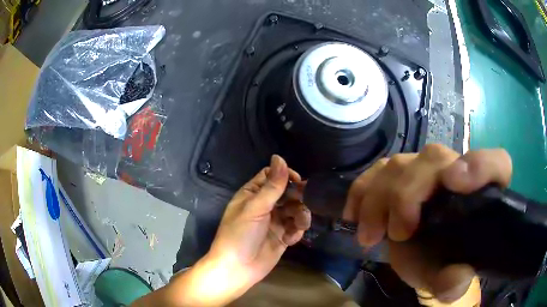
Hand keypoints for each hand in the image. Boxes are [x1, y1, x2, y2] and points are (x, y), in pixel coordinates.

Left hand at [204, 155, 310, 302]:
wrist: (237, 269)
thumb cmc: (239, 235)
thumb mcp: (255, 208)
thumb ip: (272, 186)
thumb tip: (279, 157)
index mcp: (252, 195)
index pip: (271, 176)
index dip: (285, 175)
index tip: (298, 180)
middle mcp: (265, 206)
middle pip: (287, 193)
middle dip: (297, 197)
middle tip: (303, 202)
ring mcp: (275, 222)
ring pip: (295, 210)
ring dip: (300, 215)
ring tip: (299, 223)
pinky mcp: (283, 237)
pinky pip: (296, 228)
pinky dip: (297, 231)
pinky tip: (291, 239)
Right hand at [344, 144, 511, 302]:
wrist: (420, 255)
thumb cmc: (441, 262)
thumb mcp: (446, 277)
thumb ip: (453, 282)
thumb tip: (456, 281)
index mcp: (481, 193)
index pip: (497, 163)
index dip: (479, 165)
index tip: (453, 182)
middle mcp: (455, 171)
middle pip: (434, 159)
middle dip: (408, 193)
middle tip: (397, 233)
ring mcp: (425, 169)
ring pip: (400, 163)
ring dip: (378, 198)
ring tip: (370, 235)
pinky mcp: (399, 172)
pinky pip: (376, 169)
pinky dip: (362, 190)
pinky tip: (355, 216)